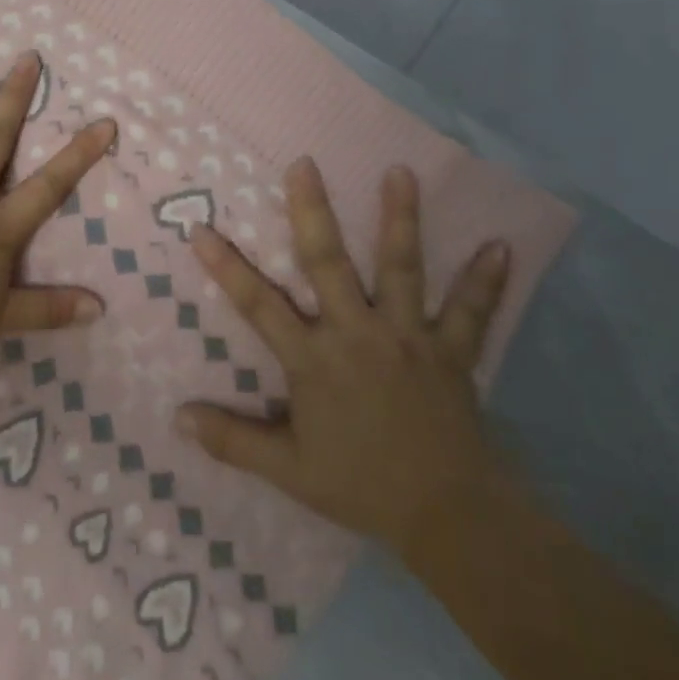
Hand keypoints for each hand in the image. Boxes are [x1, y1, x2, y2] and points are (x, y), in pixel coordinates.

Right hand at [178, 159, 513, 556]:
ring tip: (400, 172)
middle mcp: (357, 334)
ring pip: (400, 268)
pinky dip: (485, 280)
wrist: (447, 514)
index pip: (259, 305)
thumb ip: (232, 440)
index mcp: (314, 360)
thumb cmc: (360, 485)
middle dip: (313, 211)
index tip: (202, 229)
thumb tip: (177, 417)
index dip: (227, 268)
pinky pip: (470, 312)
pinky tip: (501, 245)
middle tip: (305, 164)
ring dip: (400, 219)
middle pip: (328, 263)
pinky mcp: (451, 351)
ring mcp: (407, 337)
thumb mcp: (288, 470)